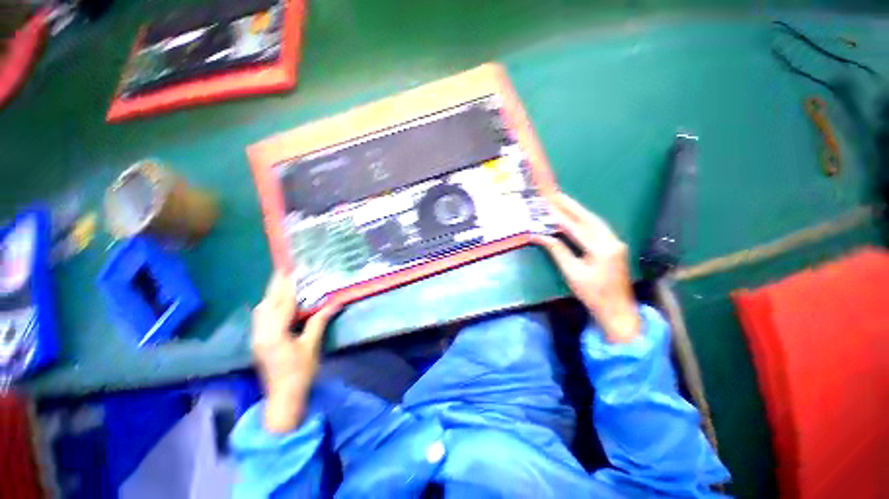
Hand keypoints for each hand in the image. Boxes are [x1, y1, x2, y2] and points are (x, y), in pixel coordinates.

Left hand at [252, 272, 338, 432]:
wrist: (283, 399)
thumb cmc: (300, 373)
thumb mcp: (312, 347)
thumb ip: (319, 322)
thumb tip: (333, 304)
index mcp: (275, 334)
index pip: (282, 304)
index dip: (289, 286)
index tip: (294, 269)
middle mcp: (261, 333)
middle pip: (266, 303)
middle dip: (275, 285)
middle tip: (286, 269)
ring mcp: (257, 338)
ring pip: (261, 310)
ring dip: (271, 294)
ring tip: (284, 283)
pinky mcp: (258, 342)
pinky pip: (261, 317)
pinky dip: (270, 305)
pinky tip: (279, 303)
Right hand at [535, 193, 640, 343]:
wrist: (618, 311)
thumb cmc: (593, 294)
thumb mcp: (572, 273)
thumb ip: (557, 251)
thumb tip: (539, 236)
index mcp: (602, 248)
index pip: (576, 227)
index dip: (559, 216)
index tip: (546, 205)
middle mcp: (612, 241)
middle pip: (589, 218)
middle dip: (571, 206)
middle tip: (555, 194)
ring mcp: (616, 243)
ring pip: (595, 221)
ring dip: (578, 211)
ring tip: (563, 201)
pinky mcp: (615, 247)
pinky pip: (598, 229)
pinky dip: (584, 220)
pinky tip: (576, 216)